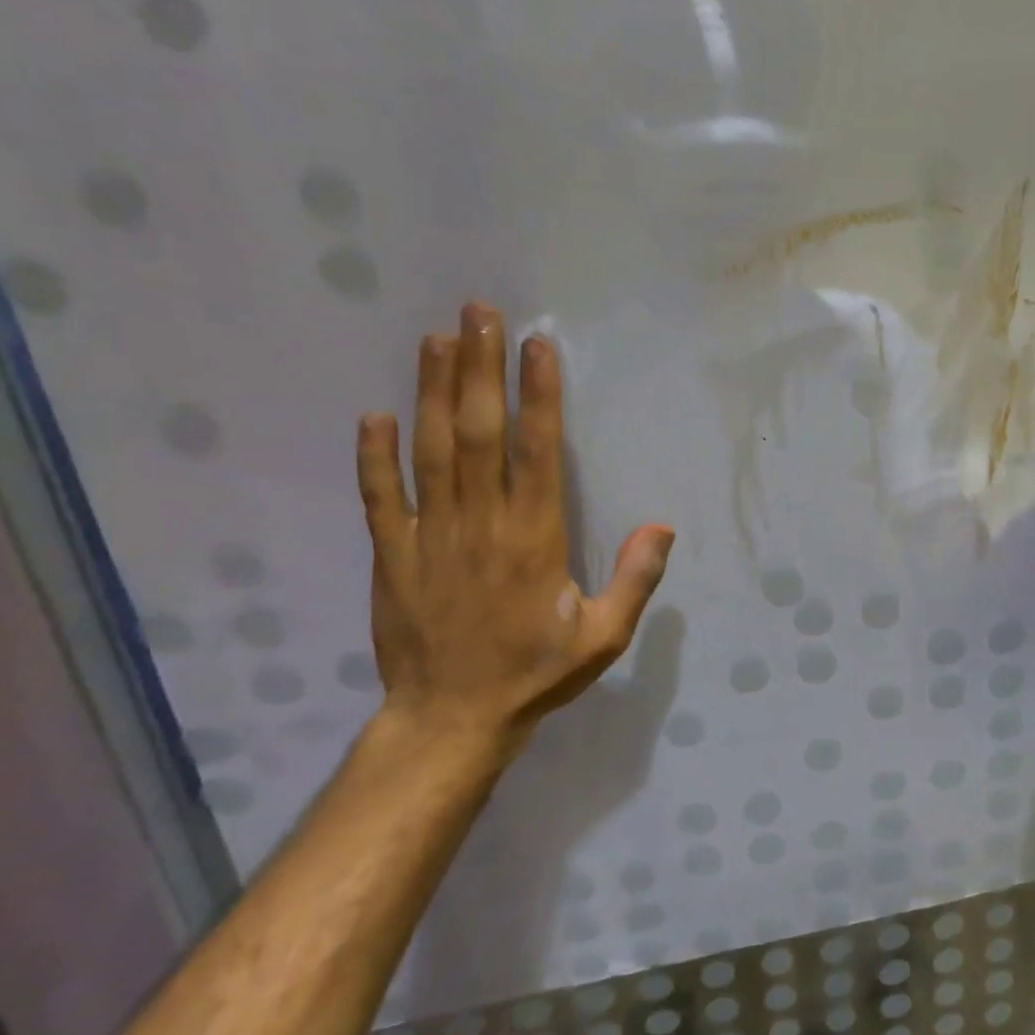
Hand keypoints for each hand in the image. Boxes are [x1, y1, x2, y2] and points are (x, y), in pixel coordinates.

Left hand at [354, 302, 674, 746]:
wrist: (451, 720)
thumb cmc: (536, 673)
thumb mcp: (605, 636)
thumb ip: (635, 580)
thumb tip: (661, 525)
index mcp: (533, 538)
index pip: (536, 450)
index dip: (537, 395)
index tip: (535, 346)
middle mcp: (480, 524)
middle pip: (476, 433)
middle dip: (478, 369)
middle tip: (477, 314)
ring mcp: (429, 537)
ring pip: (428, 451)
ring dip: (430, 392)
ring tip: (434, 339)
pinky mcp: (392, 556)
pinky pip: (378, 498)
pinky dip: (374, 455)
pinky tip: (374, 415)